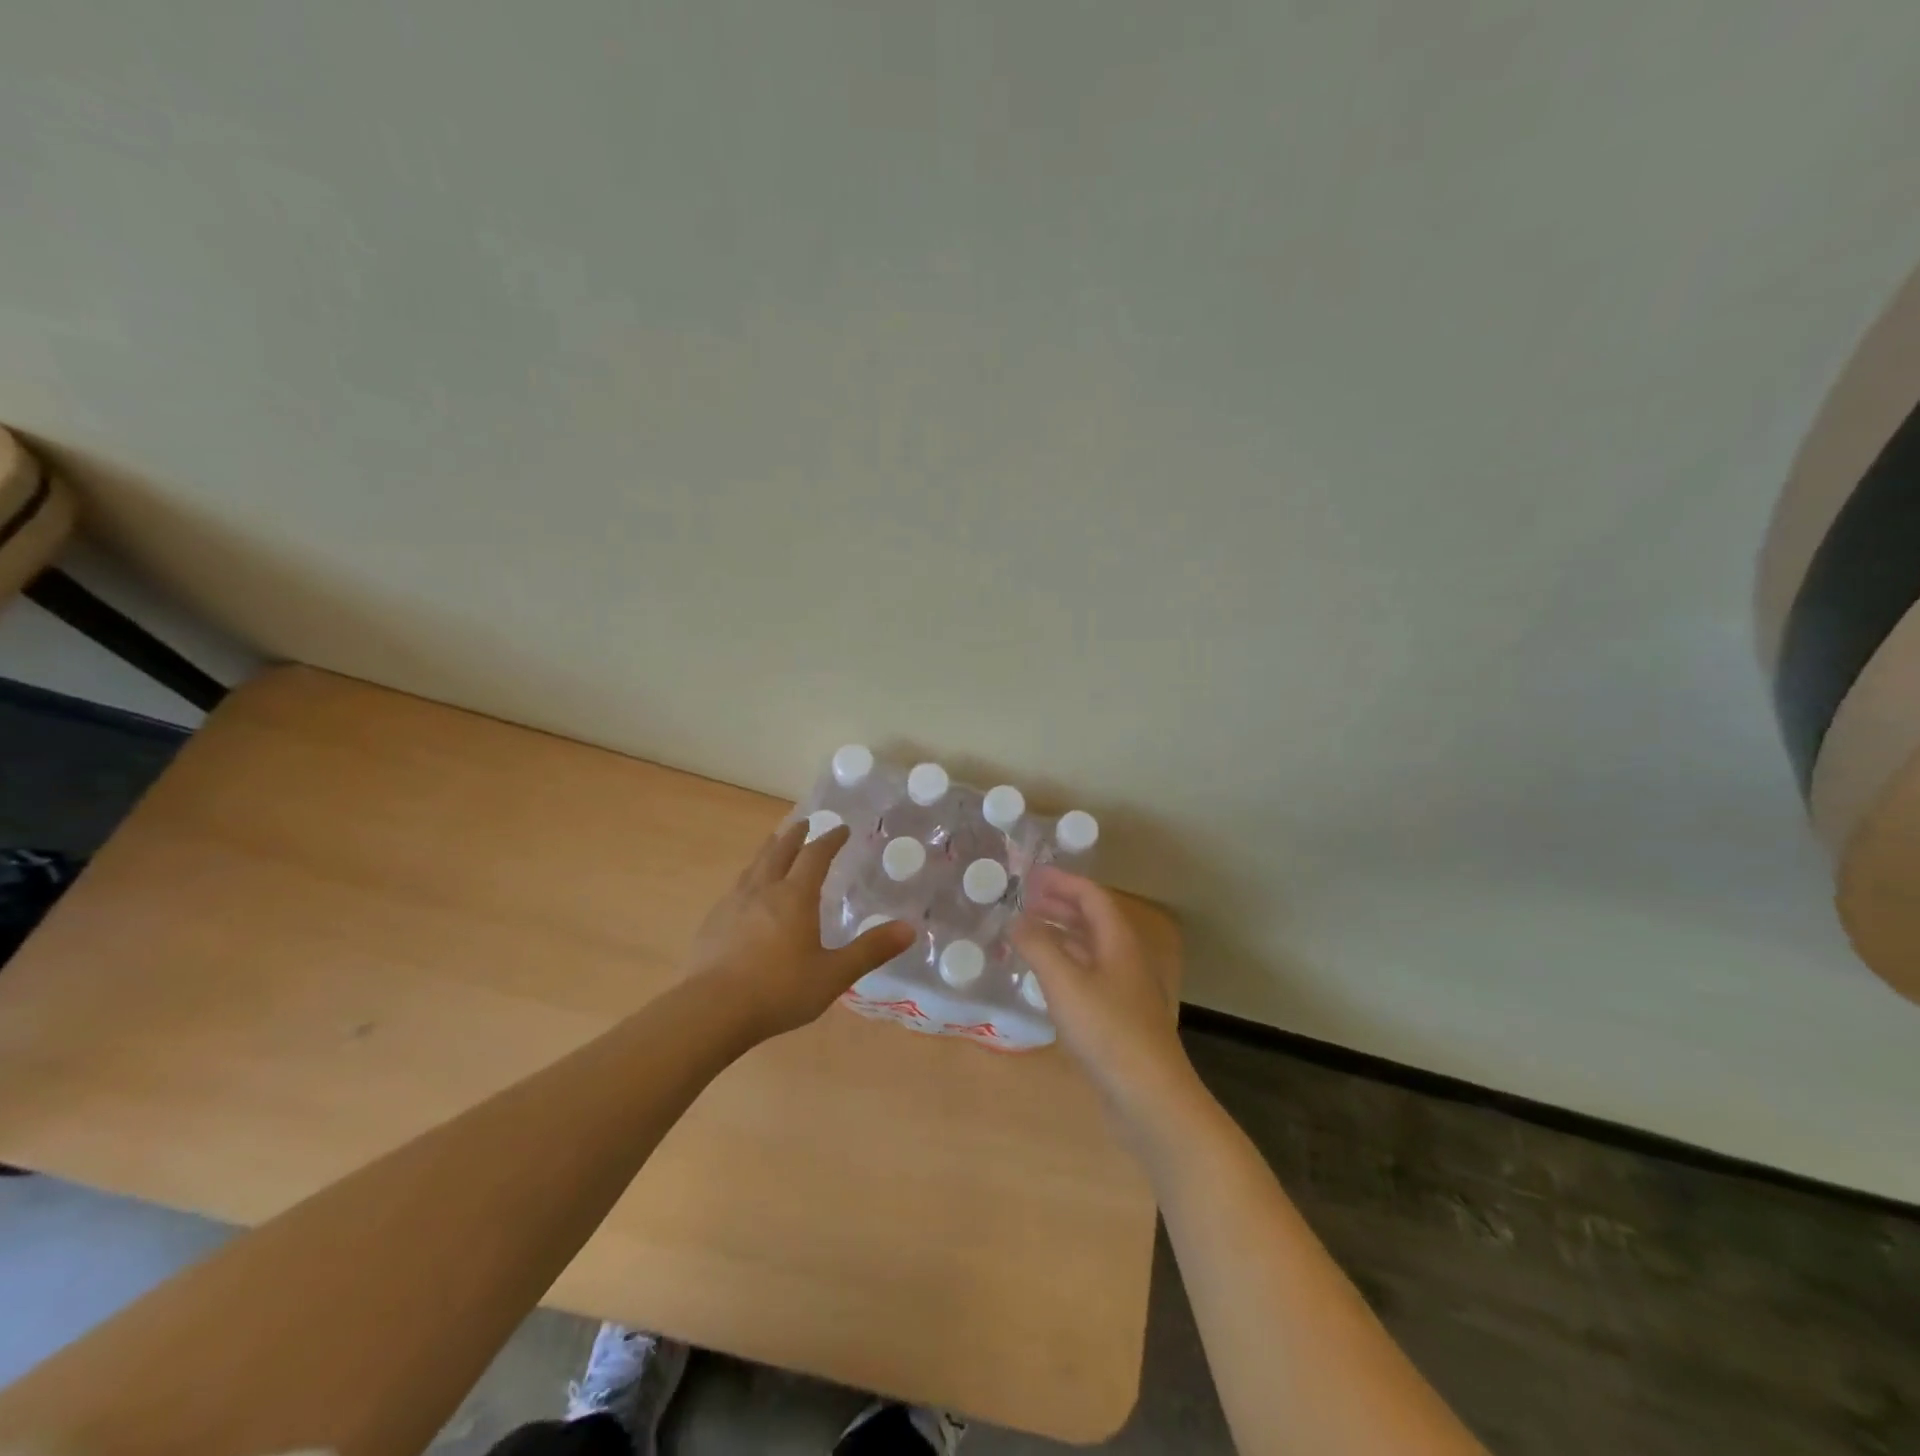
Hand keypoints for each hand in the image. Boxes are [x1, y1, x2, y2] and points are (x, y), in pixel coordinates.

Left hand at [686, 821, 914, 1039]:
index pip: (815, 856)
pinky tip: (746, 893)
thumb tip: (909, 929)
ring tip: (774, 845)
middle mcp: (763, 890)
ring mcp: (733, 905)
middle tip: (805, 823)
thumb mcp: (833, 975)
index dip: (830, 840)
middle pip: (779, 851)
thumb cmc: (779, 989)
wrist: (712, 1010)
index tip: (841, 829)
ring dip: (768, 850)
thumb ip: (870, 950)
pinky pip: (736, 888)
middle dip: (795, 835)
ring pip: (754, 866)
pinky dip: (749, 878)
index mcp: (795, 897)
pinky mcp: (713, 923)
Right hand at [1012, 869, 1194, 1120]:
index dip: (1062, 882)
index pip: (1092, 896)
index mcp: (1118, 941)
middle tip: (1024, 901)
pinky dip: (1064, 966)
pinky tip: (1044, 980)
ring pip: (1090, 949)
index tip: (1031, 876)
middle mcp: (1125, 959)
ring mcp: (1125, 991)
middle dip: (1059, 906)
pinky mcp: (1119, 1019)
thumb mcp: (1065, 983)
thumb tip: (1017, 918)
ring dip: (1060, 935)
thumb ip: (1038, 946)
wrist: (1150, 1098)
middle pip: (1093, 920)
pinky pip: (1088, 976)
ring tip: (1027, 934)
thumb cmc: (1107, 1031)